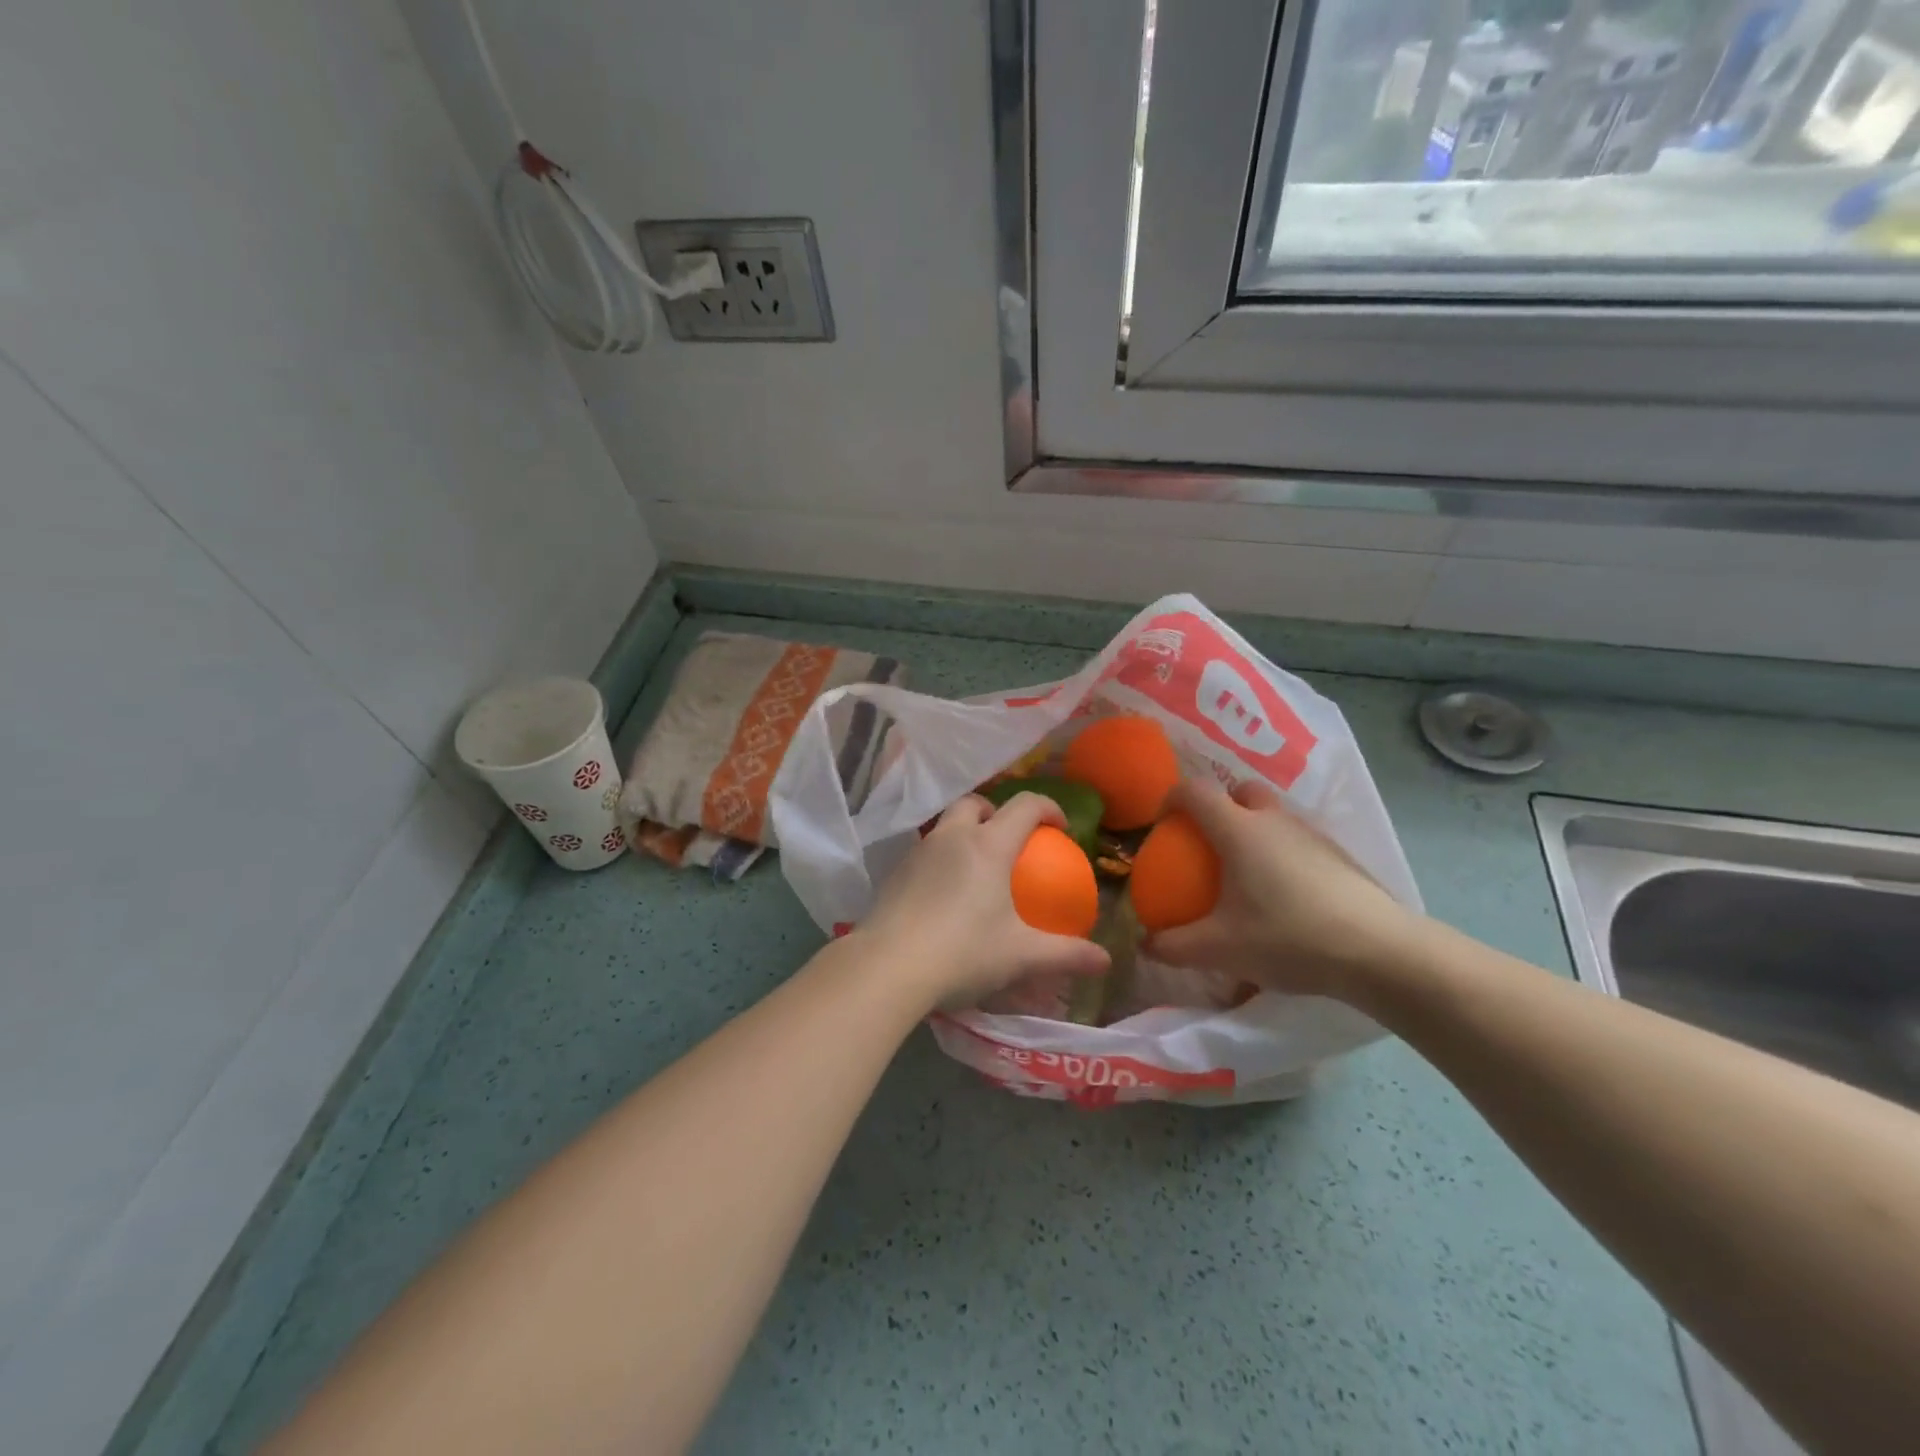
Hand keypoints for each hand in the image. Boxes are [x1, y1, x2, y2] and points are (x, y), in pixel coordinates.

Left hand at [854, 792, 1110, 1009]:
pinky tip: (944, 895)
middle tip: (1010, 841)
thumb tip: (1105, 961)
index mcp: (988, 845)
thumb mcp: (1020, 956)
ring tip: (977, 869)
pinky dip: (942, 859)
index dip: (1049, 808)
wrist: (888, 966)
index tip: (1061, 829)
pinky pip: (926, 851)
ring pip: (946, 825)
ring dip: (966, 833)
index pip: (1025, 806)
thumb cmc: (963, 953)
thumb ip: (1065, 955)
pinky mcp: (895, 872)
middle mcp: (952, 837)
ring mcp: (919, 852)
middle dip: (997, 812)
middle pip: (977, 803)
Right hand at [1144, 778, 1422, 1001]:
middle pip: (1241, 791)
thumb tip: (1146, 944)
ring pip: (1274, 815)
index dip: (1171, 799)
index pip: (1195, 791)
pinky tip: (1287, 897)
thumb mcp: (1220, 949)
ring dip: (1255, 829)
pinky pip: (1298, 840)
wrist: (1380, 952)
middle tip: (1210, 843)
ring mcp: (1312, 834)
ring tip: (1248, 875)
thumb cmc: (1288, 938)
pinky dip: (1283, 853)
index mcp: (1238, 830)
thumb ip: (1175, 946)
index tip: (1163, 825)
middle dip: (1221, 805)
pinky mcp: (1340, 855)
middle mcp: (1274, 820)